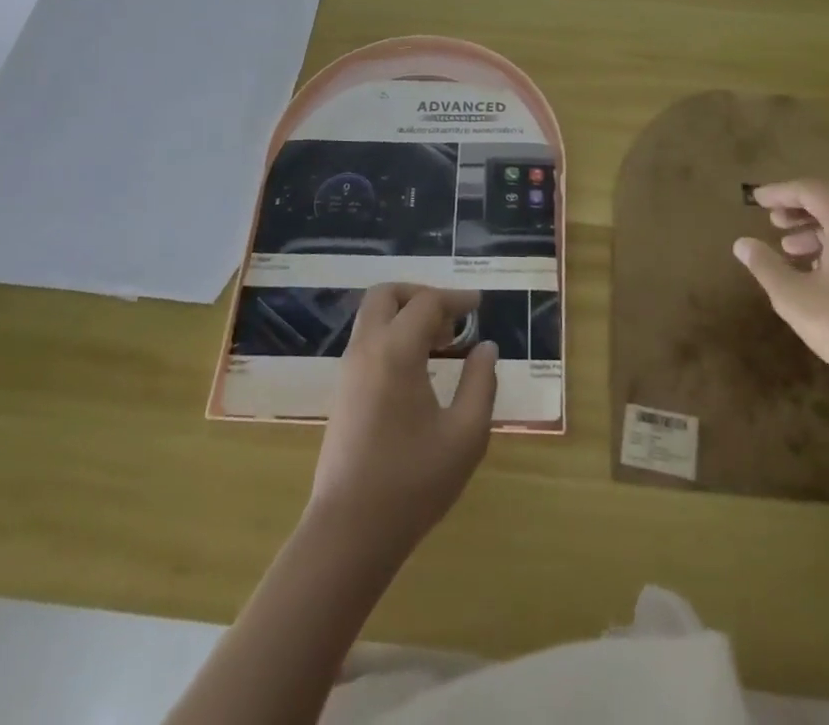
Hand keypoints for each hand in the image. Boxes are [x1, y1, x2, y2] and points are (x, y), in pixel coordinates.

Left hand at [307, 285, 497, 567]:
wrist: (349, 532)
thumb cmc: (412, 482)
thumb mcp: (465, 435)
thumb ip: (480, 383)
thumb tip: (486, 348)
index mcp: (396, 351)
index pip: (426, 303)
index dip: (456, 298)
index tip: (479, 305)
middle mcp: (366, 349)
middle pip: (386, 295)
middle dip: (420, 295)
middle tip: (450, 318)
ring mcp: (348, 370)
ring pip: (372, 317)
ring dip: (405, 316)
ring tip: (441, 344)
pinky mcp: (342, 392)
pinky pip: (367, 341)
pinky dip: (393, 336)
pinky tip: (419, 369)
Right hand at [733, 177, 828, 409]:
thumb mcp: (794, 298)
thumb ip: (765, 265)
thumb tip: (741, 243)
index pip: (810, 190)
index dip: (779, 192)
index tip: (754, 199)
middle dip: (802, 203)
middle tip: (776, 218)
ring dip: (819, 224)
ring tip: (789, 247)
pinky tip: (819, 268)